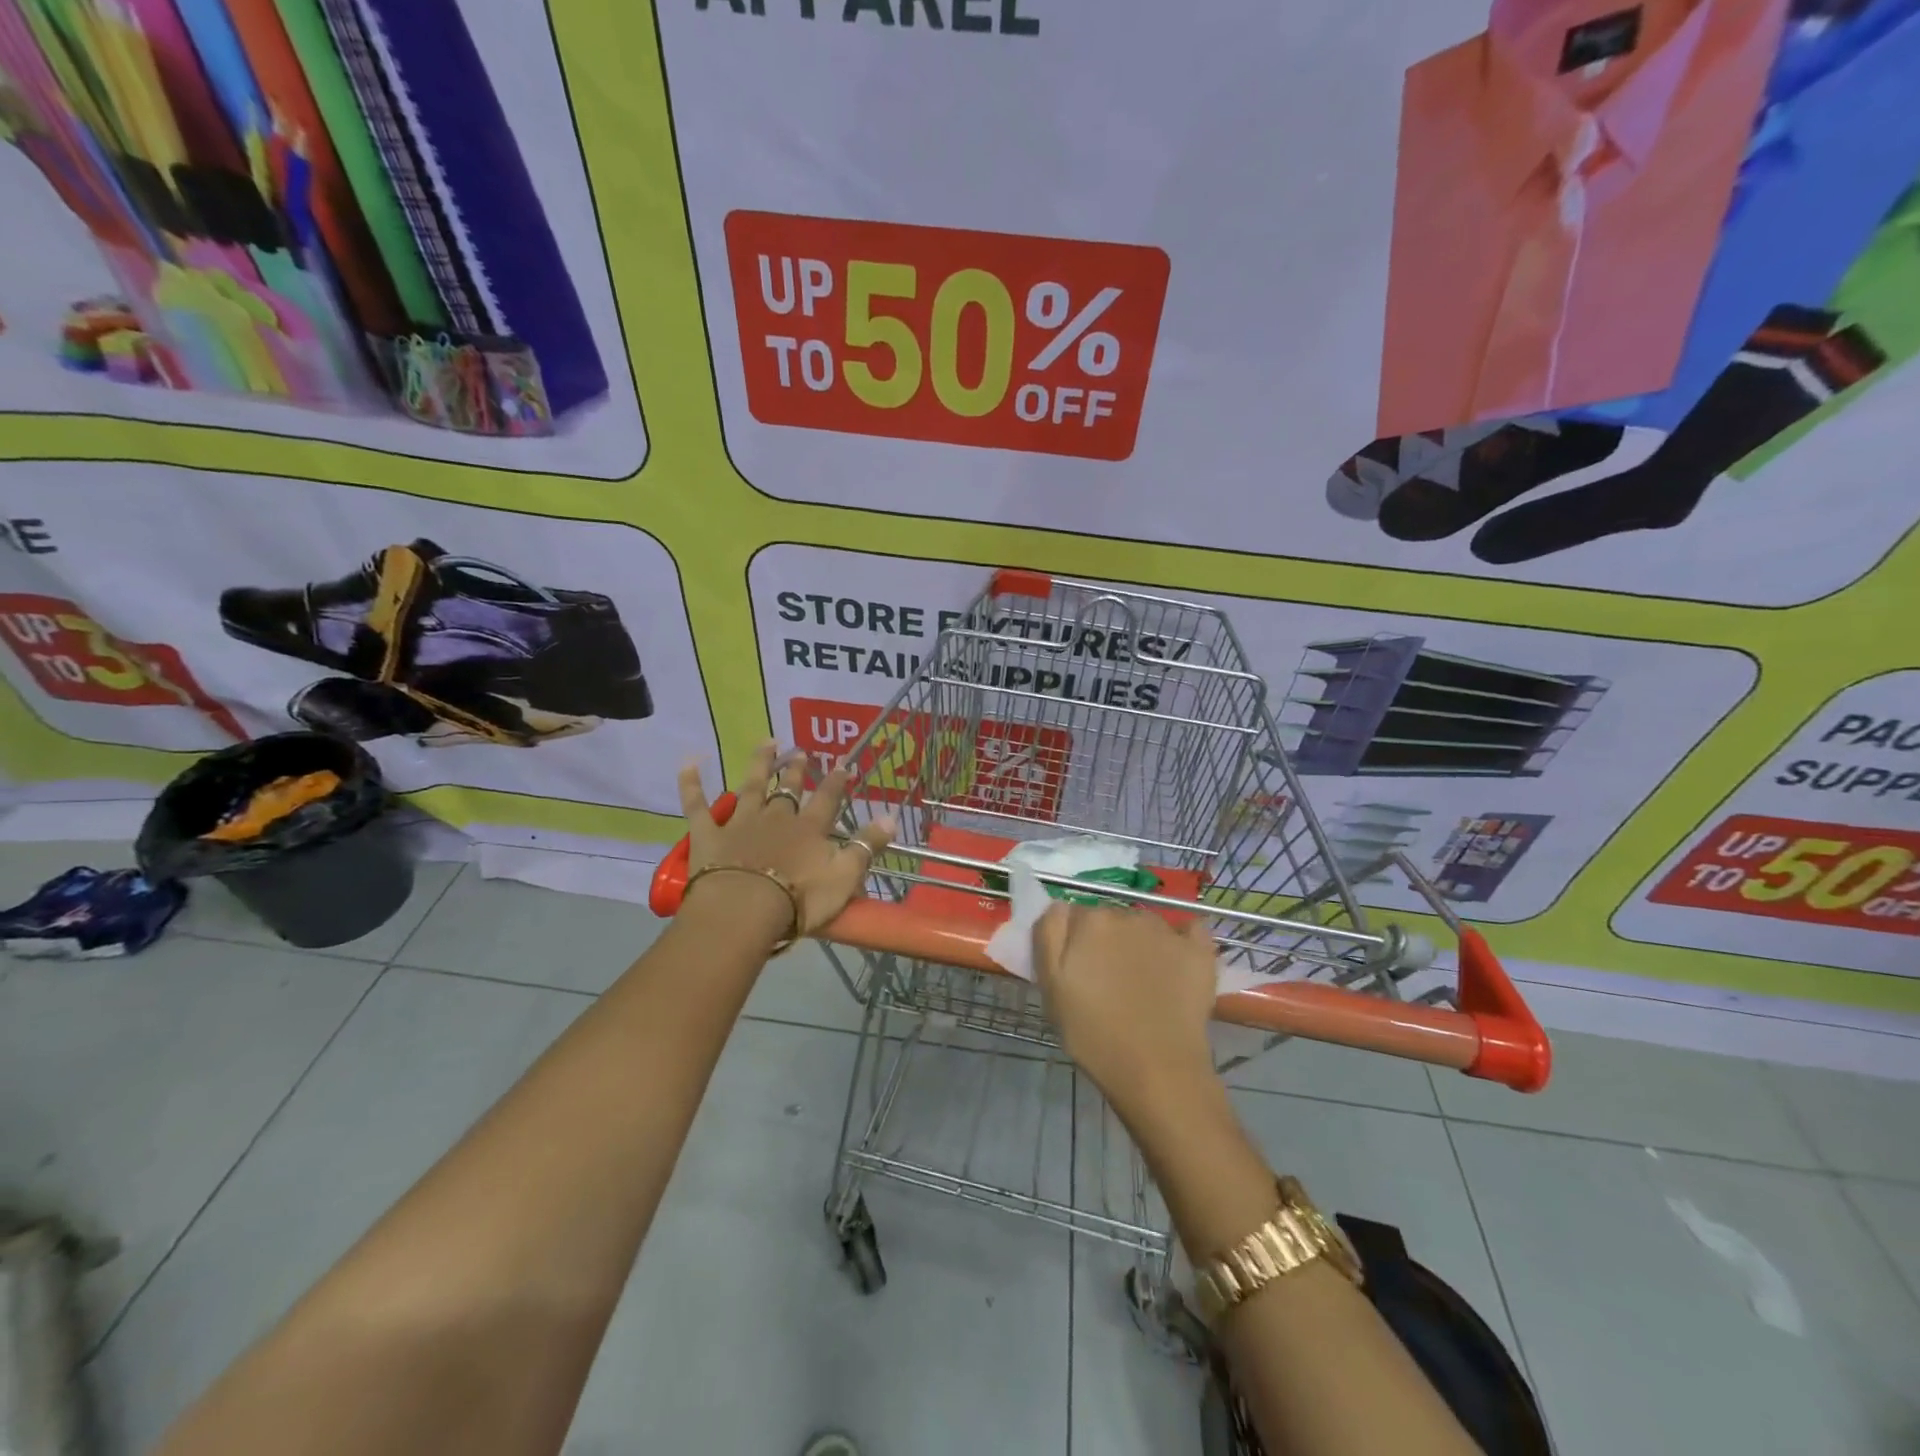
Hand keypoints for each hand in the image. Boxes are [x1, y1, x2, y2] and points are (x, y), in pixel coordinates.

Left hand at [677, 741, 894, 940]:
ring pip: (751, 786)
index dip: (837, 781)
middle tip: (802, 751)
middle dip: (798, 770)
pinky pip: (698, 805)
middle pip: (789, 788)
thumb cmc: (799, 899)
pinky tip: (689, 762)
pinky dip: (692, 783)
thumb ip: (866, 846)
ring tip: (766, 743)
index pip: (828, 798)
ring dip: (760, 763)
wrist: (744, 910)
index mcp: (809, 829)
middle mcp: (777, 817)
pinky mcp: (708, 835)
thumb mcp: (845, 876)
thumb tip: (891, 817)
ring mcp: (741, 823)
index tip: (844, 764)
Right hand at [1033, 902, 1219, 1119]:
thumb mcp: (1051, 986)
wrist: (1157, 1071)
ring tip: (1141, 983)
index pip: (1074, 917)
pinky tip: (1176, 961)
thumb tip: (1060, 906)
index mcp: (1090, 921)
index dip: (1072, 942)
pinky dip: (1182, 940)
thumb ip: (1048, 935)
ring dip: (1139, 943)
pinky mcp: (1199, 951)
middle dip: (1106, 942)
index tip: (1076, 970)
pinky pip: (1189, 930)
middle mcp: (1128, 914)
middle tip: (1106, 982)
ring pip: (1144, 926)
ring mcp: (1167, 931)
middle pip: (1110, 919)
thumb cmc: (1094, 1034)